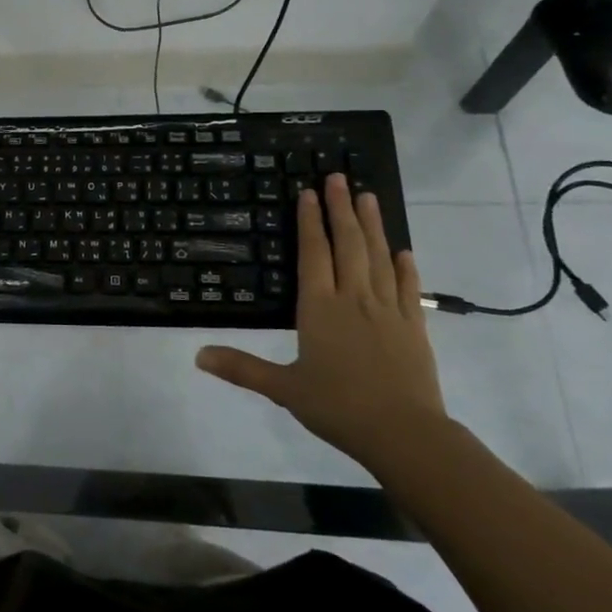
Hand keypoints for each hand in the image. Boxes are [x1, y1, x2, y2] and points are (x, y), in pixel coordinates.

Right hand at [195, 173, 447, 472]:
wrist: (404, 434)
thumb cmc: (338, 406)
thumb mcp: (283, 388)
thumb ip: (241, 368)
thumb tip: (197, 355)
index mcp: (320, 308)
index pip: (313, 254)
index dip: (310, 221)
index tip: (308, 192)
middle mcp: (353, 298)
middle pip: (347, 244)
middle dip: (341, 208)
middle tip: (339, 177)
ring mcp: (387, 309)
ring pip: (378, 257)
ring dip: (372, 225)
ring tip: (368, 197)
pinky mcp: (413, 326)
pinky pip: (407, 287)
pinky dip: (404, 266)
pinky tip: (402, 251)